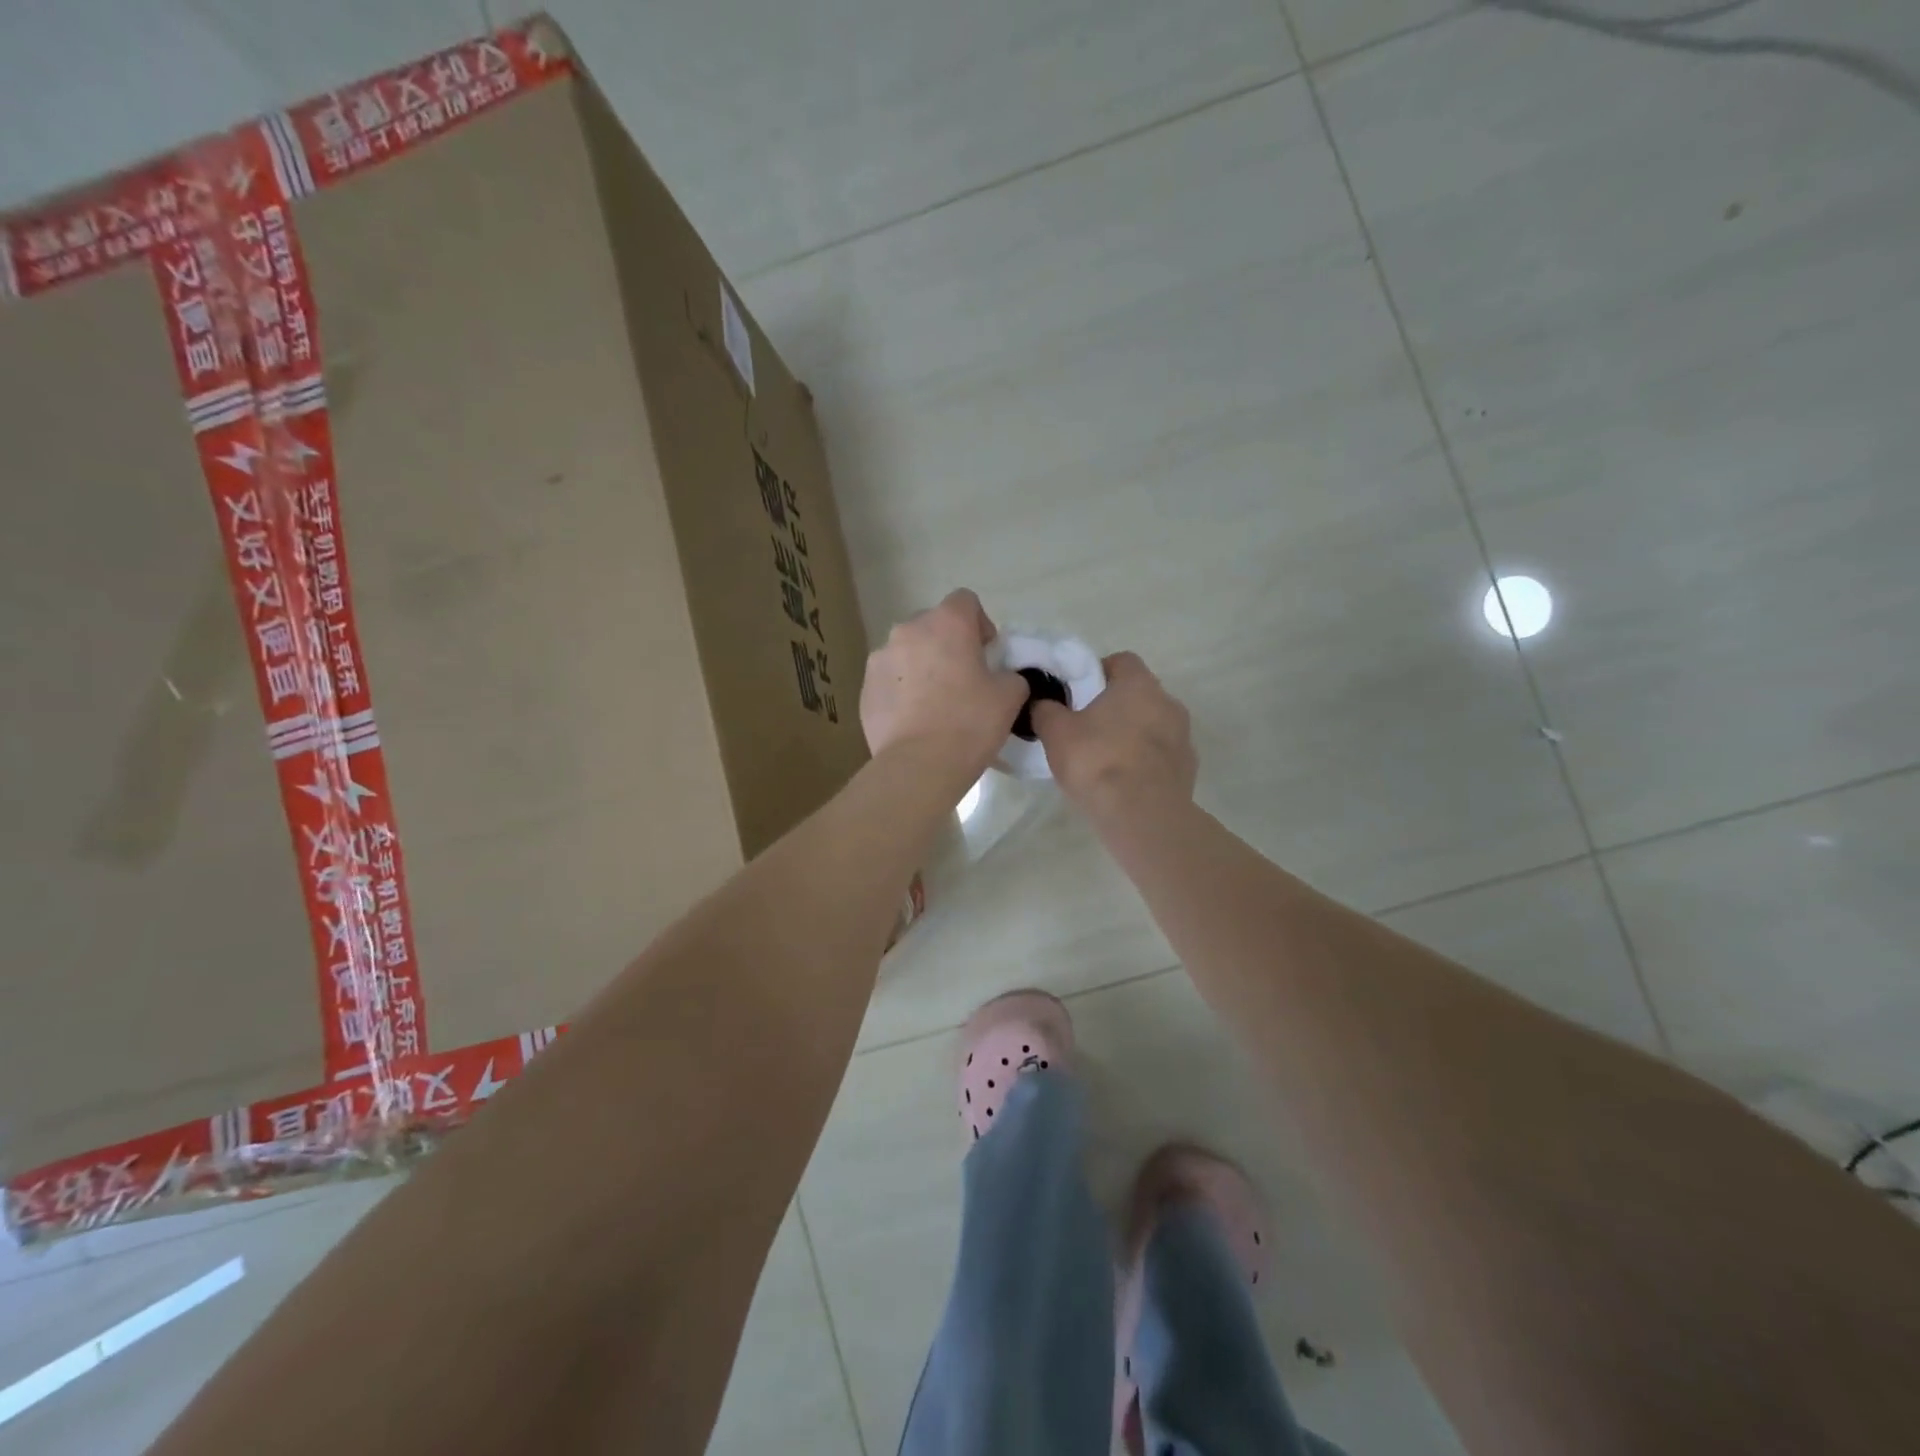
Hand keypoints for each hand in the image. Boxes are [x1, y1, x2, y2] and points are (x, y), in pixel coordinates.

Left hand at [861, 590, 1027, 776]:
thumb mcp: (1010, 696)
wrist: (918, 765)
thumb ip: (1010, 675)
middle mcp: (907, 631)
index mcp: (946, 623)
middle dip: (947, 644)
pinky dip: (902, 691)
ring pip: (907, 652)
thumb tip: (1002, 677)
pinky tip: (914, 721)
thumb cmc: (969, 723)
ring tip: (935, 703)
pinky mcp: (864, 689)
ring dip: (922, 667)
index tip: (986, 653)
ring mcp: (879, 659)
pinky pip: (889, 680)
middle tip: (962, 679)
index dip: (980, 623)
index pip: (965, 600)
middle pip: (932, 625)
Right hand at [1031, 651, 1195, 815]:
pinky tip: (1125, 781)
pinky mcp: (1188, 767)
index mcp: (1138, 684)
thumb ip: (1046, 710)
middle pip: (1139, 693)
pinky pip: (1162, 754)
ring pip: (1153, 724)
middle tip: (1087, 727)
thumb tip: (1042, 703)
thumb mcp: (1056, 733)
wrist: (1143, 816)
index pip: (1121, 660)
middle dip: (1115, 706)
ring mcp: (1183, 736)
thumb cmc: (1097, 762)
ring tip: (1105, 759)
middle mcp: (1167, 702)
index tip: (1078, 694)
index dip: (1097, 672)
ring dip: (1133, 734)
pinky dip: (1145, 760)